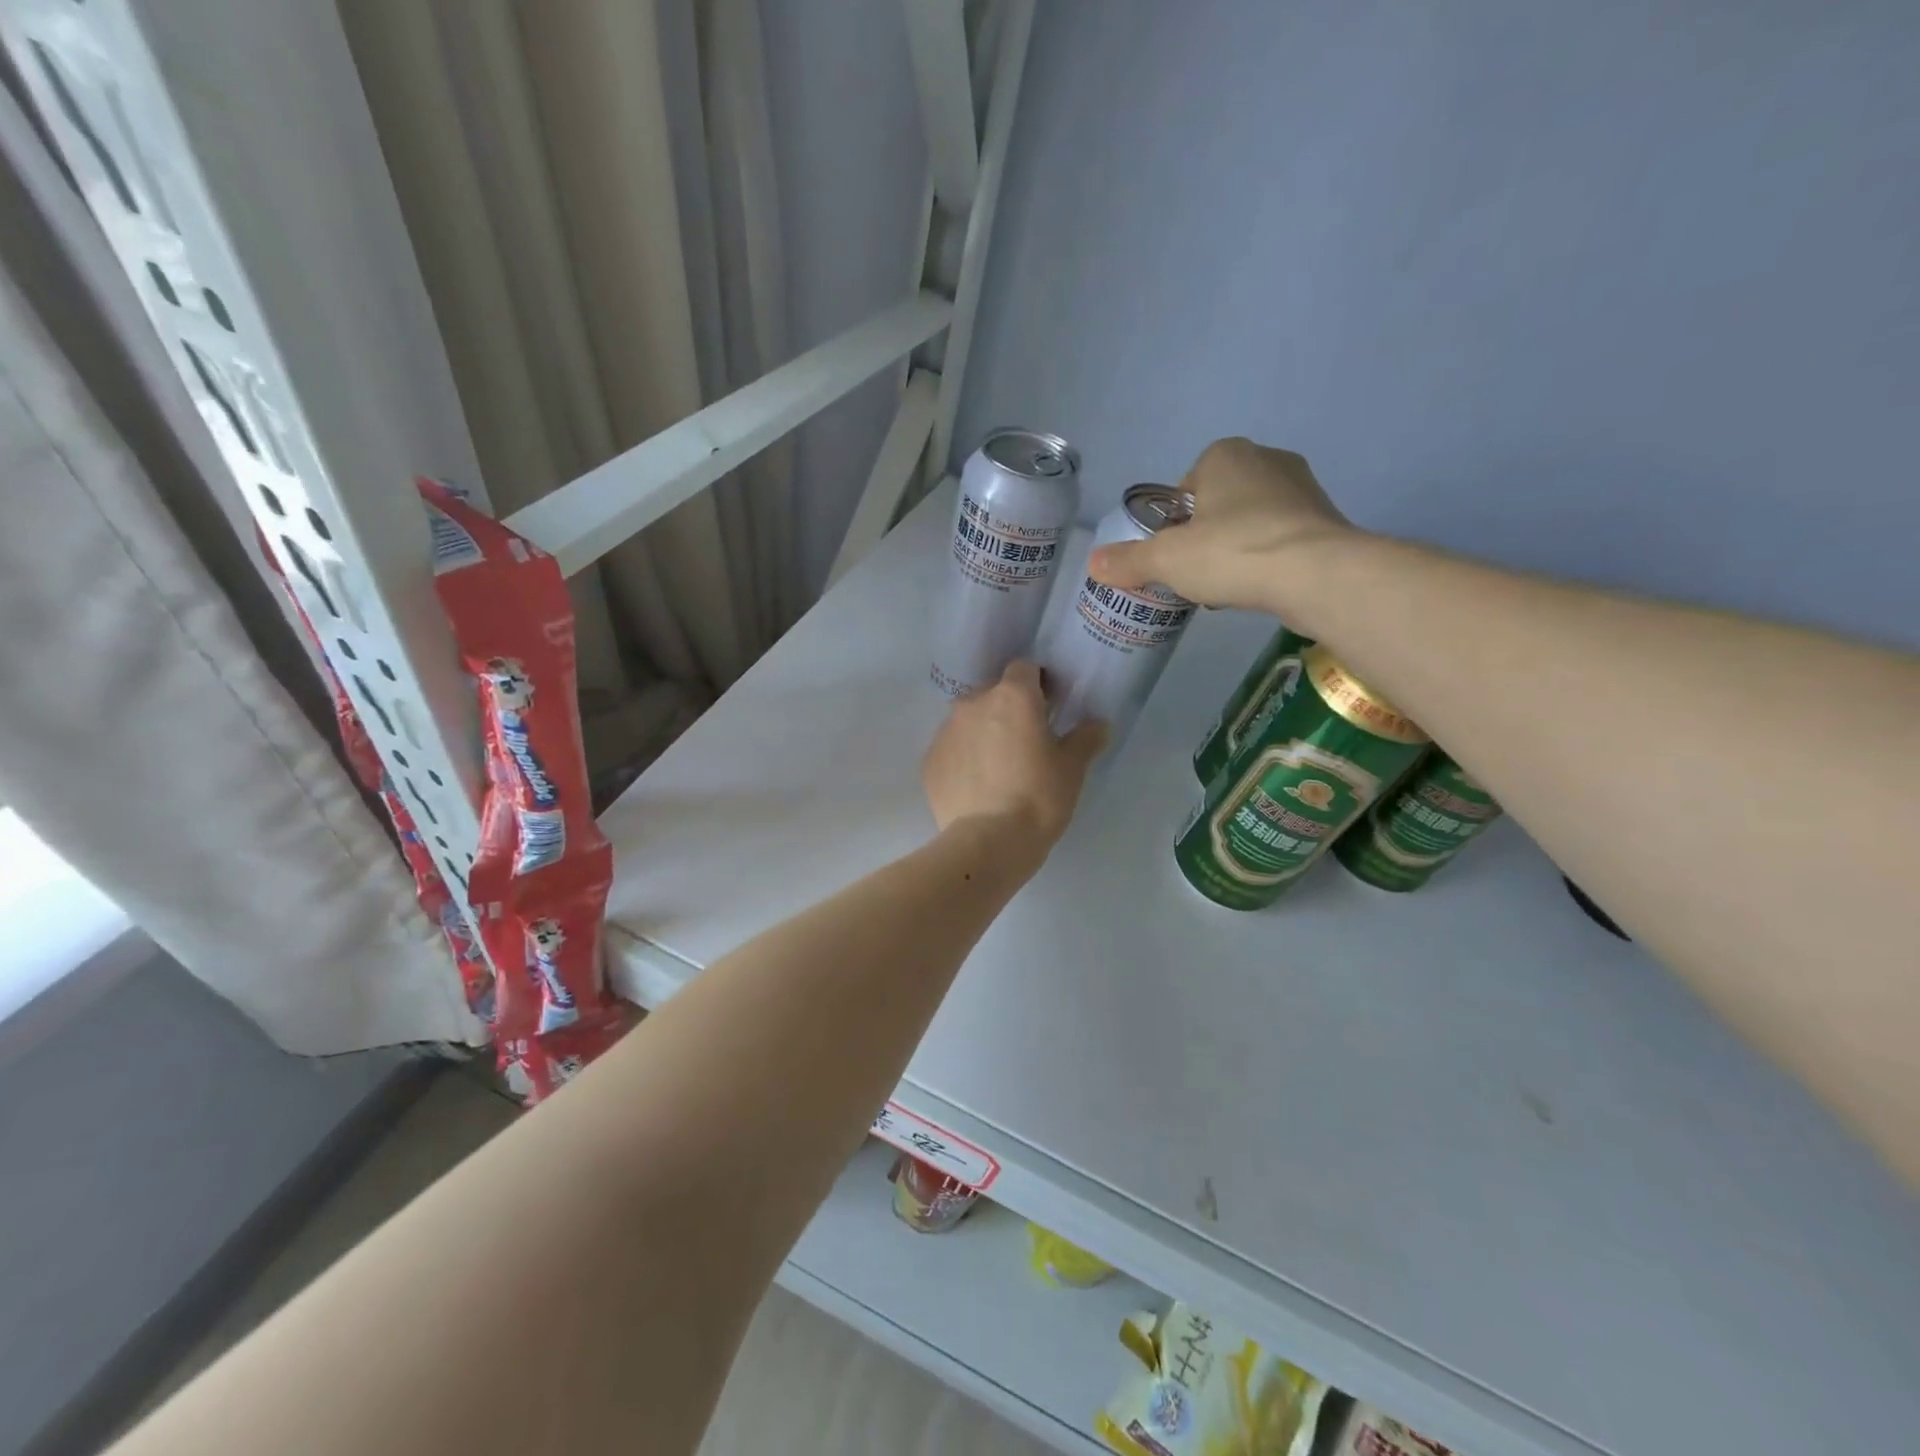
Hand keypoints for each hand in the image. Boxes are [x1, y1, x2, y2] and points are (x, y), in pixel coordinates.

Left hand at [923, 661, 1106, 849]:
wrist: (987, 842)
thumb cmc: (1038, 797)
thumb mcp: (1072, 768)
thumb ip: (1085, 738)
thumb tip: (1098, 724)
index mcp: (1012, 696)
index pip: (1024, 669)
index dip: (1038, 683)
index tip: (1049, 707)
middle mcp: (973, 703)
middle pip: (993, 693)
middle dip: (1009, 709)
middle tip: (1026, 741)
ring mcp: (946, 731)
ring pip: (969, 720)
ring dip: (984, 732)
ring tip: (999, 767)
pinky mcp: (929, 761)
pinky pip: (952, 748)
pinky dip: (964, 758)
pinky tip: (977, 785)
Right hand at [1089, 438, 1352, 612]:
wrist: (1315, 574)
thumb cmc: (1231, 552)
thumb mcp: (1166, 560)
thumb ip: (1128, 560)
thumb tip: (1092, 563)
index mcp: (1225, 455)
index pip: (1187, 485)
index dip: (1175, 521)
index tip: (1173, 552)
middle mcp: (1267, 459)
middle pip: (1220, 502)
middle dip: (1206, 534)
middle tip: (1196, 570)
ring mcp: (1303, 488)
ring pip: (1252, 519)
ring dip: (1237, 547)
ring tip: (1228, 583)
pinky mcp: (1326, 520)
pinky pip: (1281, 537)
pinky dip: (1267, 558)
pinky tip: (1259, 586)